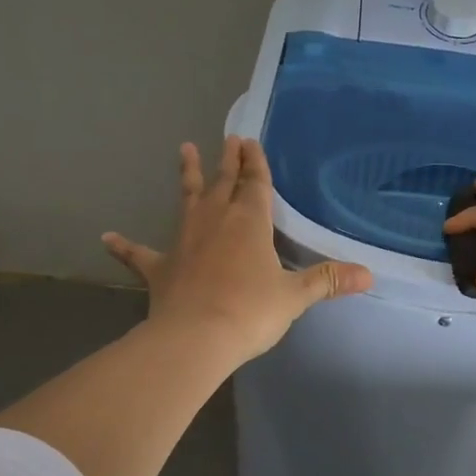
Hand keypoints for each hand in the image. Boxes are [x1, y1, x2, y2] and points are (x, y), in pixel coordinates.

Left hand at [103, 137, 372, 366]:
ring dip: (189, 177)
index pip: (254, 184)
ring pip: (187, 201)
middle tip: (228, 137)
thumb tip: (369, 274)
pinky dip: (124, 247)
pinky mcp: (160, 268)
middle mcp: (215, 222)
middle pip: (223, 183)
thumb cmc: (250, 312)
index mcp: (249, 223)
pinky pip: (139, 254)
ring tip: (185, 150)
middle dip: (228, 159)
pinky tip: (106, 237)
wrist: (195, 338)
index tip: (250, 141)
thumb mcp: (295, 296)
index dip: (255, 163)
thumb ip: (328, 280)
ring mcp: (184, 242)